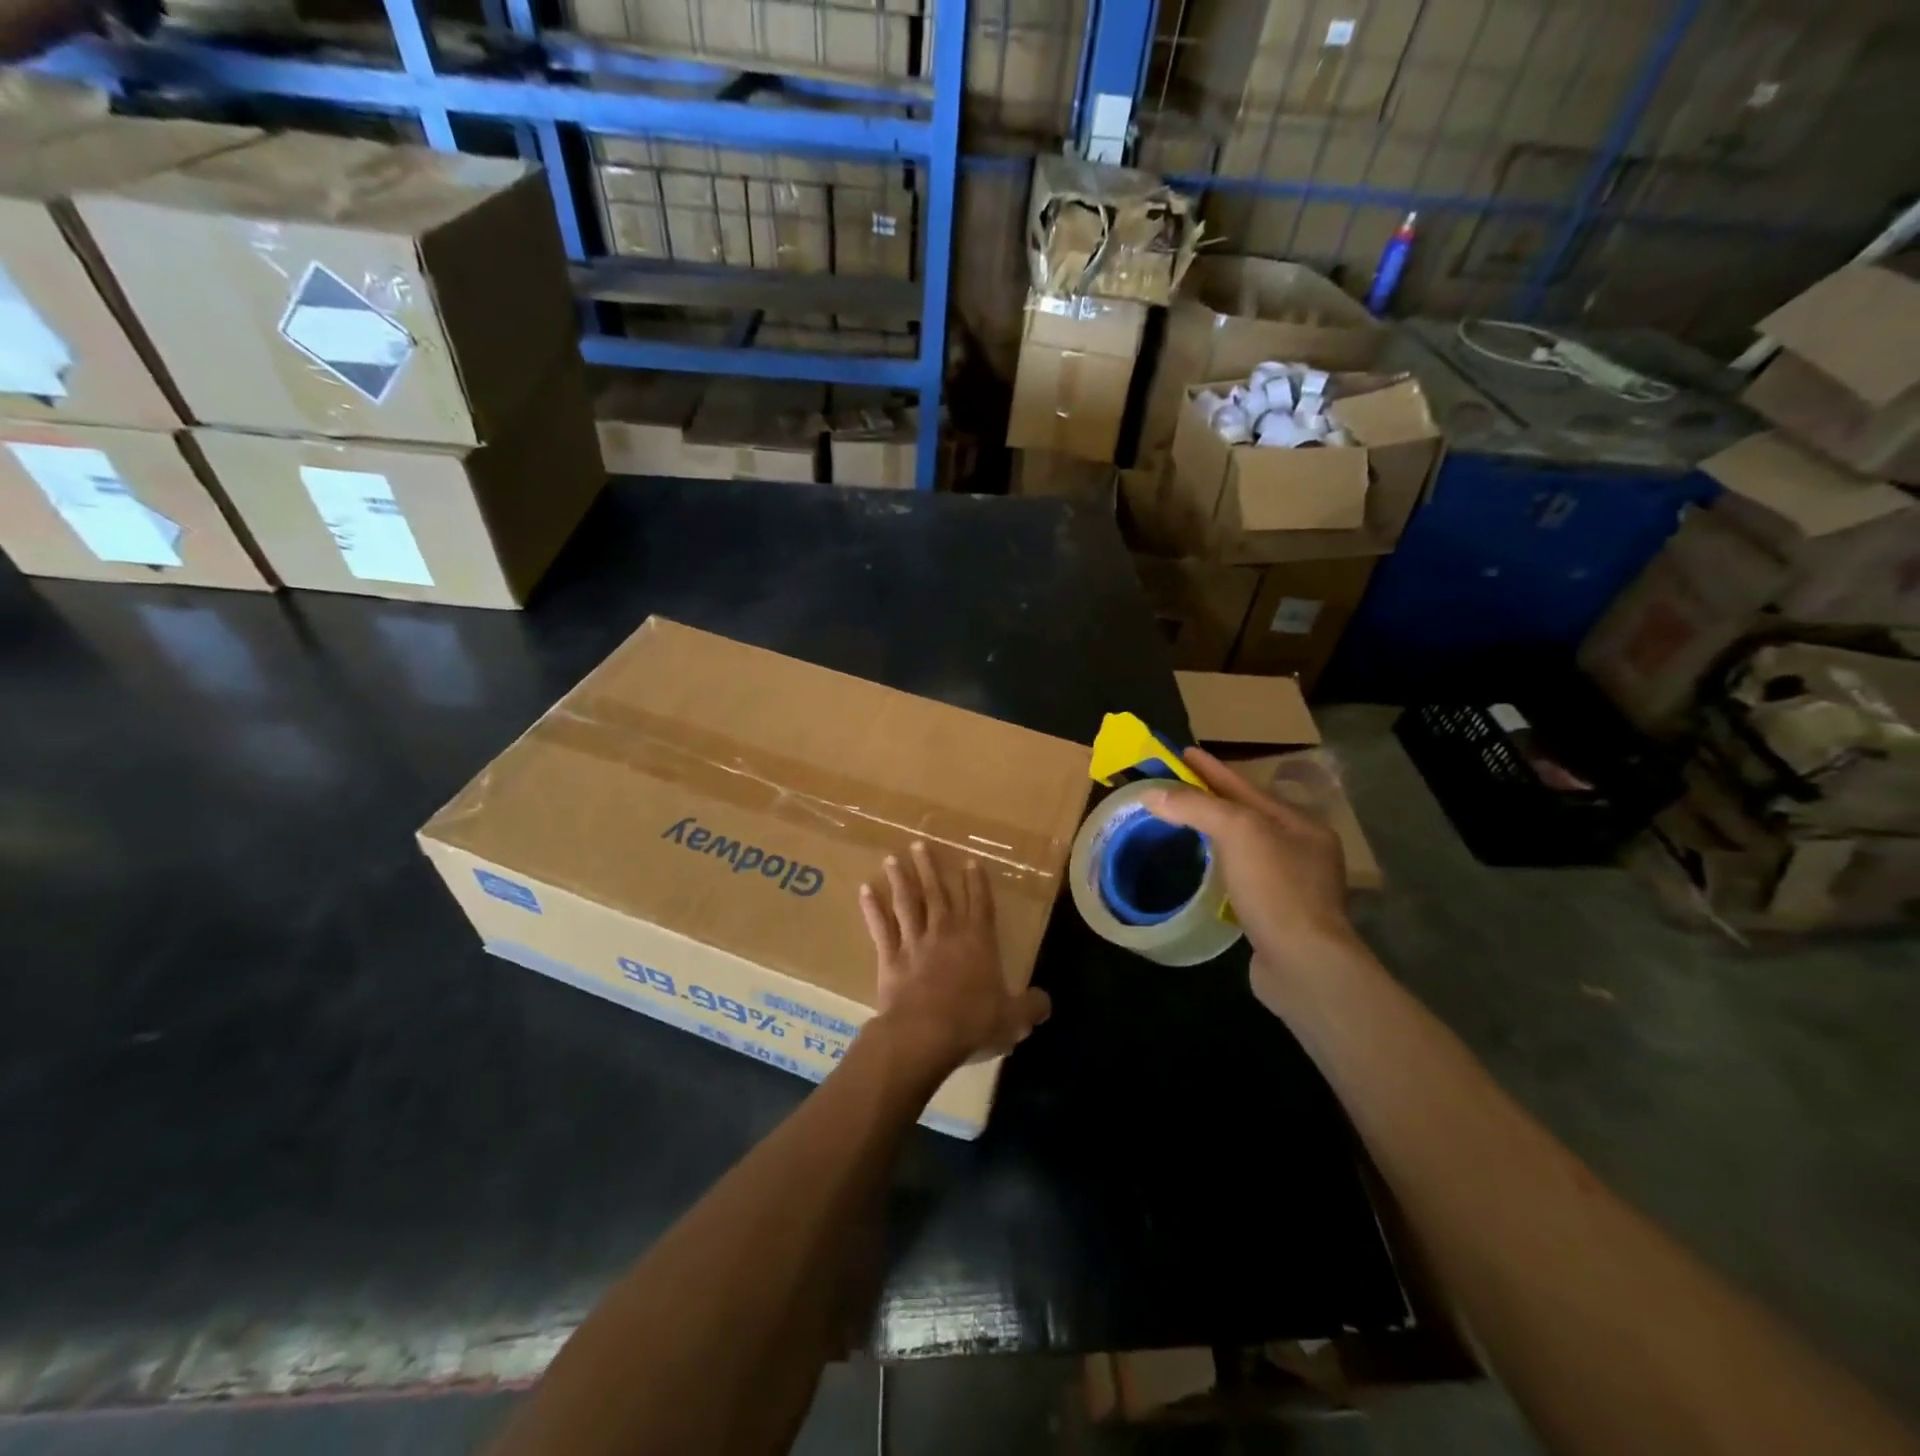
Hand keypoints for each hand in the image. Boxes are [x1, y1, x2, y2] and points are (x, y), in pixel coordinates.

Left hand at [859, 842, 1050, 1074]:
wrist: (925, 1034)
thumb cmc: (973, 1022)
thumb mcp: (1013, 1020)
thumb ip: (1031, 1007)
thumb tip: (1044, 1003)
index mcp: (978, 941)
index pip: (980, 904)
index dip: (977, 882)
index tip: (970, 861)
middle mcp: (946, 933)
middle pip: (938, 893)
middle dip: (930, 868)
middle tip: (920, 845)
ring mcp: (915, 943)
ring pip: (907, 903)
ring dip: (900, 880)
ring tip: (892, 859)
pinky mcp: (890, 958)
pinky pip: (880, 928)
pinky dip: (872, 909)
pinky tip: (865, 891)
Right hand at [1142, 748, 1362, 1012]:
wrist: (1303, 964)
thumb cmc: (1275, 888)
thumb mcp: (1238, 832)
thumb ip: (1196, 807)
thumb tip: (1152, 794)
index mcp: (1299, 824)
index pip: (1245, 787)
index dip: (1211, 769)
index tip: (1182, 753)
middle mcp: (1301, 850)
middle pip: (1247, 815)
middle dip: (1213, 799)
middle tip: (1175, 787)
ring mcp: (1292, 885)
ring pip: (1244, 847)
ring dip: (1214, 833)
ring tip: (1183, 823)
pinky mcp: (1277, 916)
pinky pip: (1242, 877)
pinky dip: (1219, 866)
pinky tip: (1202, 869)